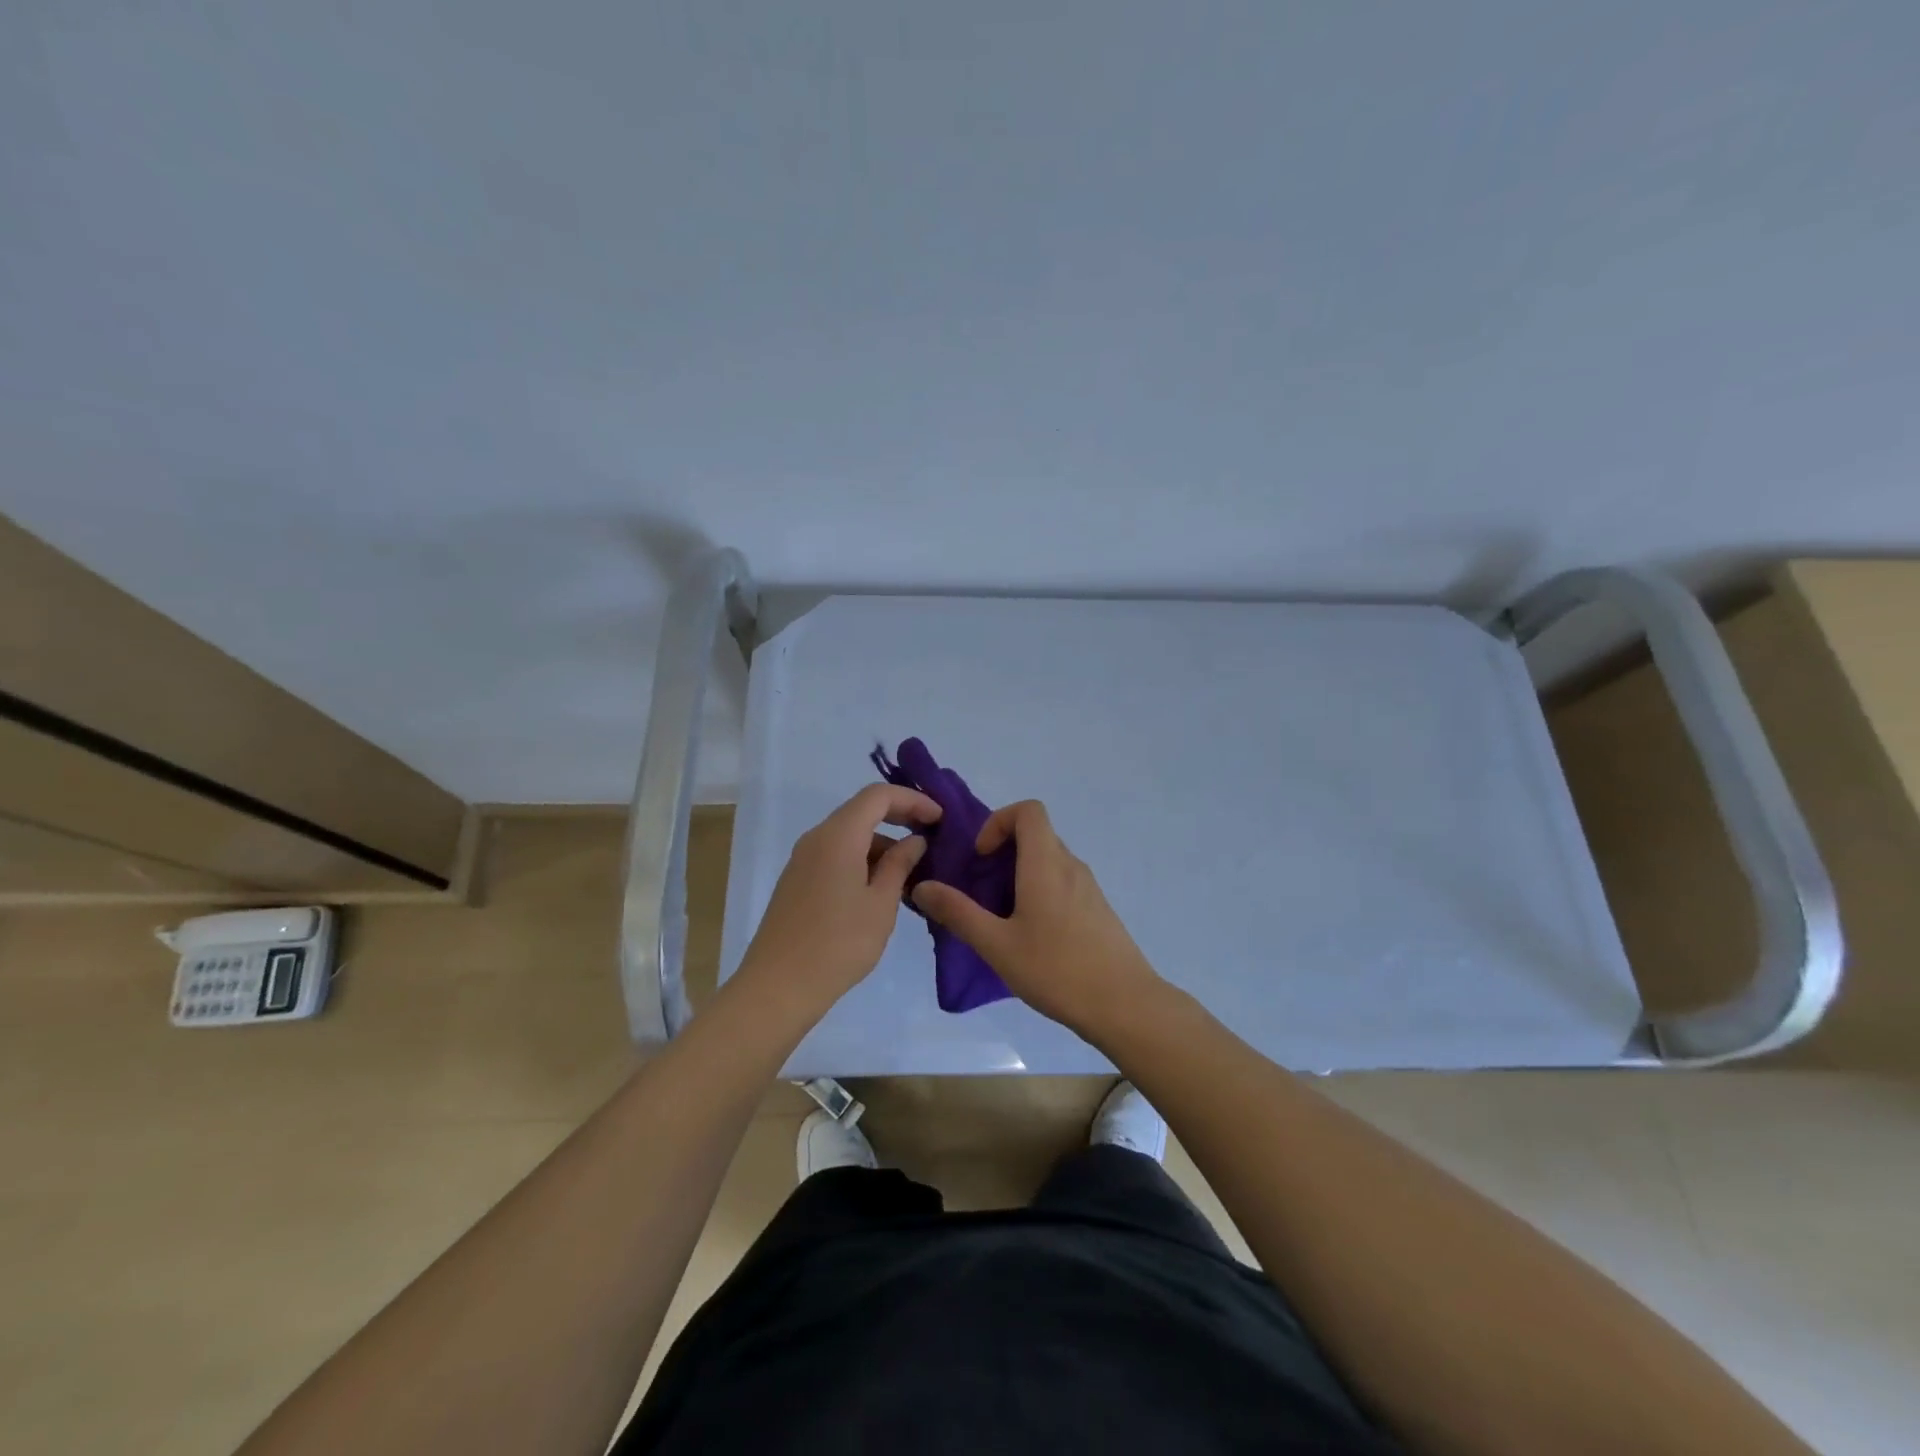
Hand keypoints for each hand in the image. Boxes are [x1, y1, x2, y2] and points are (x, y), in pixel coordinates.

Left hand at [734, 784, 940, 1022]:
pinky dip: (863, 860)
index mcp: (838, 836)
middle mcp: (817, 838)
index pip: (878, 795)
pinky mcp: (798, 881)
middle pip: (862, 811)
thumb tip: (915, 840)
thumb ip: (900, 865)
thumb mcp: (881, 904)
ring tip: (913, 874)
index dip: (912, 800)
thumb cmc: (838, 943)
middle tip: (932, 838)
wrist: (778, 987)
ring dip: (883, 845)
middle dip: (900, 818)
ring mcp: (803, 860)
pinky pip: (836, 855)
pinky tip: (882, 890)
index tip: (940, 819)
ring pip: (850, 836)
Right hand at [911, 799, 1163, 1037]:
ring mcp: (1089, 888)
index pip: (1028, 811)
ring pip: (1049, 861)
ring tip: (1001, 917)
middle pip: (1036, 835)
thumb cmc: (1058, 970)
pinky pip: (1063, 883)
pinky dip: (1040, 891)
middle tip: (981, 891)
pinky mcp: (1098, 910)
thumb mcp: (997, 945)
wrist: (1126, 1005)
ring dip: (1020, 875)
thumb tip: (921, 886)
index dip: (999, 822)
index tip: (981, 858)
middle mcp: (1071, 866)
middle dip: (1003, 852)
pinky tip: (1031, 936)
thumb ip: (958, 913)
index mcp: (1046, 864)